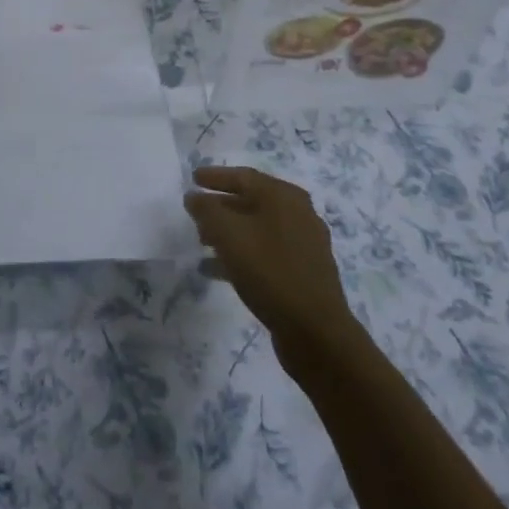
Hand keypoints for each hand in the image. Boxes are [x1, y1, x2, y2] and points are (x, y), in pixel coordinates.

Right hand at [185, 166, 355, 371]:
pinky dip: (242, 254)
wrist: (316, 331)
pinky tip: (217, 270)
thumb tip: (194, 197)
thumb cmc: (269, 271)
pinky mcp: (303, 273)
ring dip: (229, 232)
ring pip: (258, 229)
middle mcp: (298, 214)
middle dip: (221, 206)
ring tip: (202, 242)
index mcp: (284, 197)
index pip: (244, 176)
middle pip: (252, 201)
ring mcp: (304, 244)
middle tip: (195, 213)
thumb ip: (206, 210)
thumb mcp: (228, 234)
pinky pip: (266, 253)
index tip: (193, 178)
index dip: (215, 176)